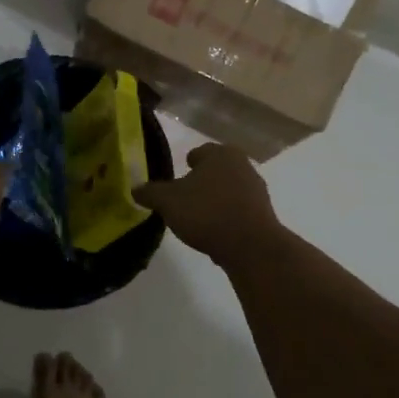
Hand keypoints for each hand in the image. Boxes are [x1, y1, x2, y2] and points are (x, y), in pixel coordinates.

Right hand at [134, 144, 281, 266]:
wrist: (250, 246)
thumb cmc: (206, 212)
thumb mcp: (168, 201)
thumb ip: (150, 192)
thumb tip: (134, 188)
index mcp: (221, 154)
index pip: (201, 151)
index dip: (188, 162)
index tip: (178, 174)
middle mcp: (243, 165)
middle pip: (217, 170)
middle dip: (202, 181)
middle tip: (185, 195)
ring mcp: (257, 190)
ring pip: (229, 190)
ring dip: (215, 199)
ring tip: (198, 216)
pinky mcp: (264, 214)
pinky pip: (238, 211)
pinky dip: (226, 217)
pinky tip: (214, 232)